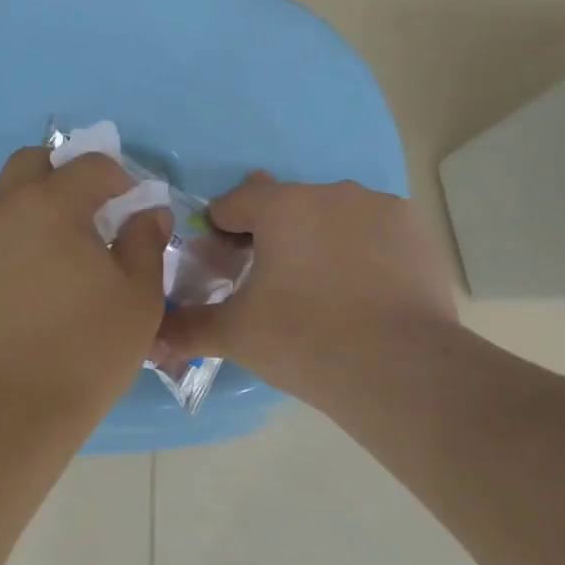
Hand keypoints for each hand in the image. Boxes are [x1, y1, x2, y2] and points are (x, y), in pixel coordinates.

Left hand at [0, 146, 170, 416]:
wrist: (6, 408)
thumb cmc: (85, 348)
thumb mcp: (138, 296)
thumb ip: (145, 242)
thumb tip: (148, 213)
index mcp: (52, 203)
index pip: (90, 165)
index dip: (118, 176)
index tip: (132, 203)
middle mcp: (6, 207)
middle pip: (32, 161)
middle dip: (64, 171)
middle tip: (90, 207)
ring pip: (2, 192)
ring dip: (32, 197)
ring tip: (57, 238)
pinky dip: (10, 229)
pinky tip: (29, 270)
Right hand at [154, 173, 459, 413]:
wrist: (402, 372)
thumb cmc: (307, 342)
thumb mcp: (236, 336)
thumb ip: (186, 328)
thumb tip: (149, 340)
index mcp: (280, 207)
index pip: (233, 204)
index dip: (221, 234)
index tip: (226, 270)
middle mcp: (328, 192)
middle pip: (284, 206)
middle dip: (271, 236)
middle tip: (274, 285)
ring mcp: (377, 206)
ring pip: (331, 214)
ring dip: (318, 239)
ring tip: (325, 290)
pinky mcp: (414, 228)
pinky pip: (373, 229)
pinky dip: (362, 249)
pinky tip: (366, 289)